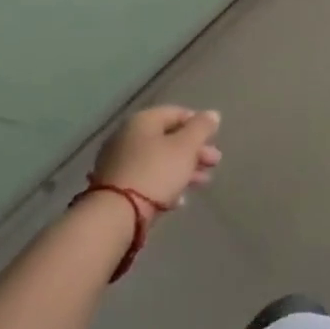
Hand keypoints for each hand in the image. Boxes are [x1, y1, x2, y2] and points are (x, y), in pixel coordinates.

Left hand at [92, 106, 222, 211]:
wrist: (115, 215)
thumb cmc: (156, 172)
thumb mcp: (186, 147)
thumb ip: (201, 128)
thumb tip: (212, 114)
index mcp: (143, 120)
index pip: (177, 113)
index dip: (199, 124)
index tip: (214, 140)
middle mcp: (127, 136)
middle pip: (168, 138)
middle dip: (194, 151)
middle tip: (214, 163)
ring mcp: (118, 162)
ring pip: (158, 160)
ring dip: (183, 169)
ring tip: (203, 183)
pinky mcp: (115, 187)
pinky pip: (146, 179)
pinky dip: (165, 185)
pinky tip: (179, 200)